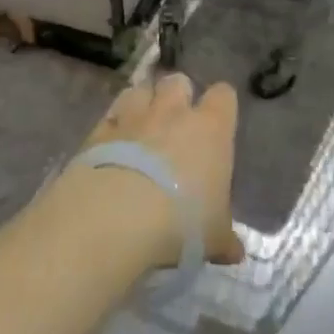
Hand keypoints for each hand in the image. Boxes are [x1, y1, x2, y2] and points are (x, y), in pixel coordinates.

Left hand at [79, 73, 244, 266]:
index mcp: (211, 128)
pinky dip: (112, 124)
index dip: (220, 106)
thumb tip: (235, 252)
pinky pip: (110, 115)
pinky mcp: (99, 130)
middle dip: (177, 95)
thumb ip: (224, 239)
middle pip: (177, 81)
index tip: (218, 122)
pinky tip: (111, 144)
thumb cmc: (182, 221)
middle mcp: (173, 112)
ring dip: (142, 102)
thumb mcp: (213, 238)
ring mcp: (133, 117)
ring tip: (141, 126)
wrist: (116, 216)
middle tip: (176, 122)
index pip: (223, 95)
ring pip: (140, 89)